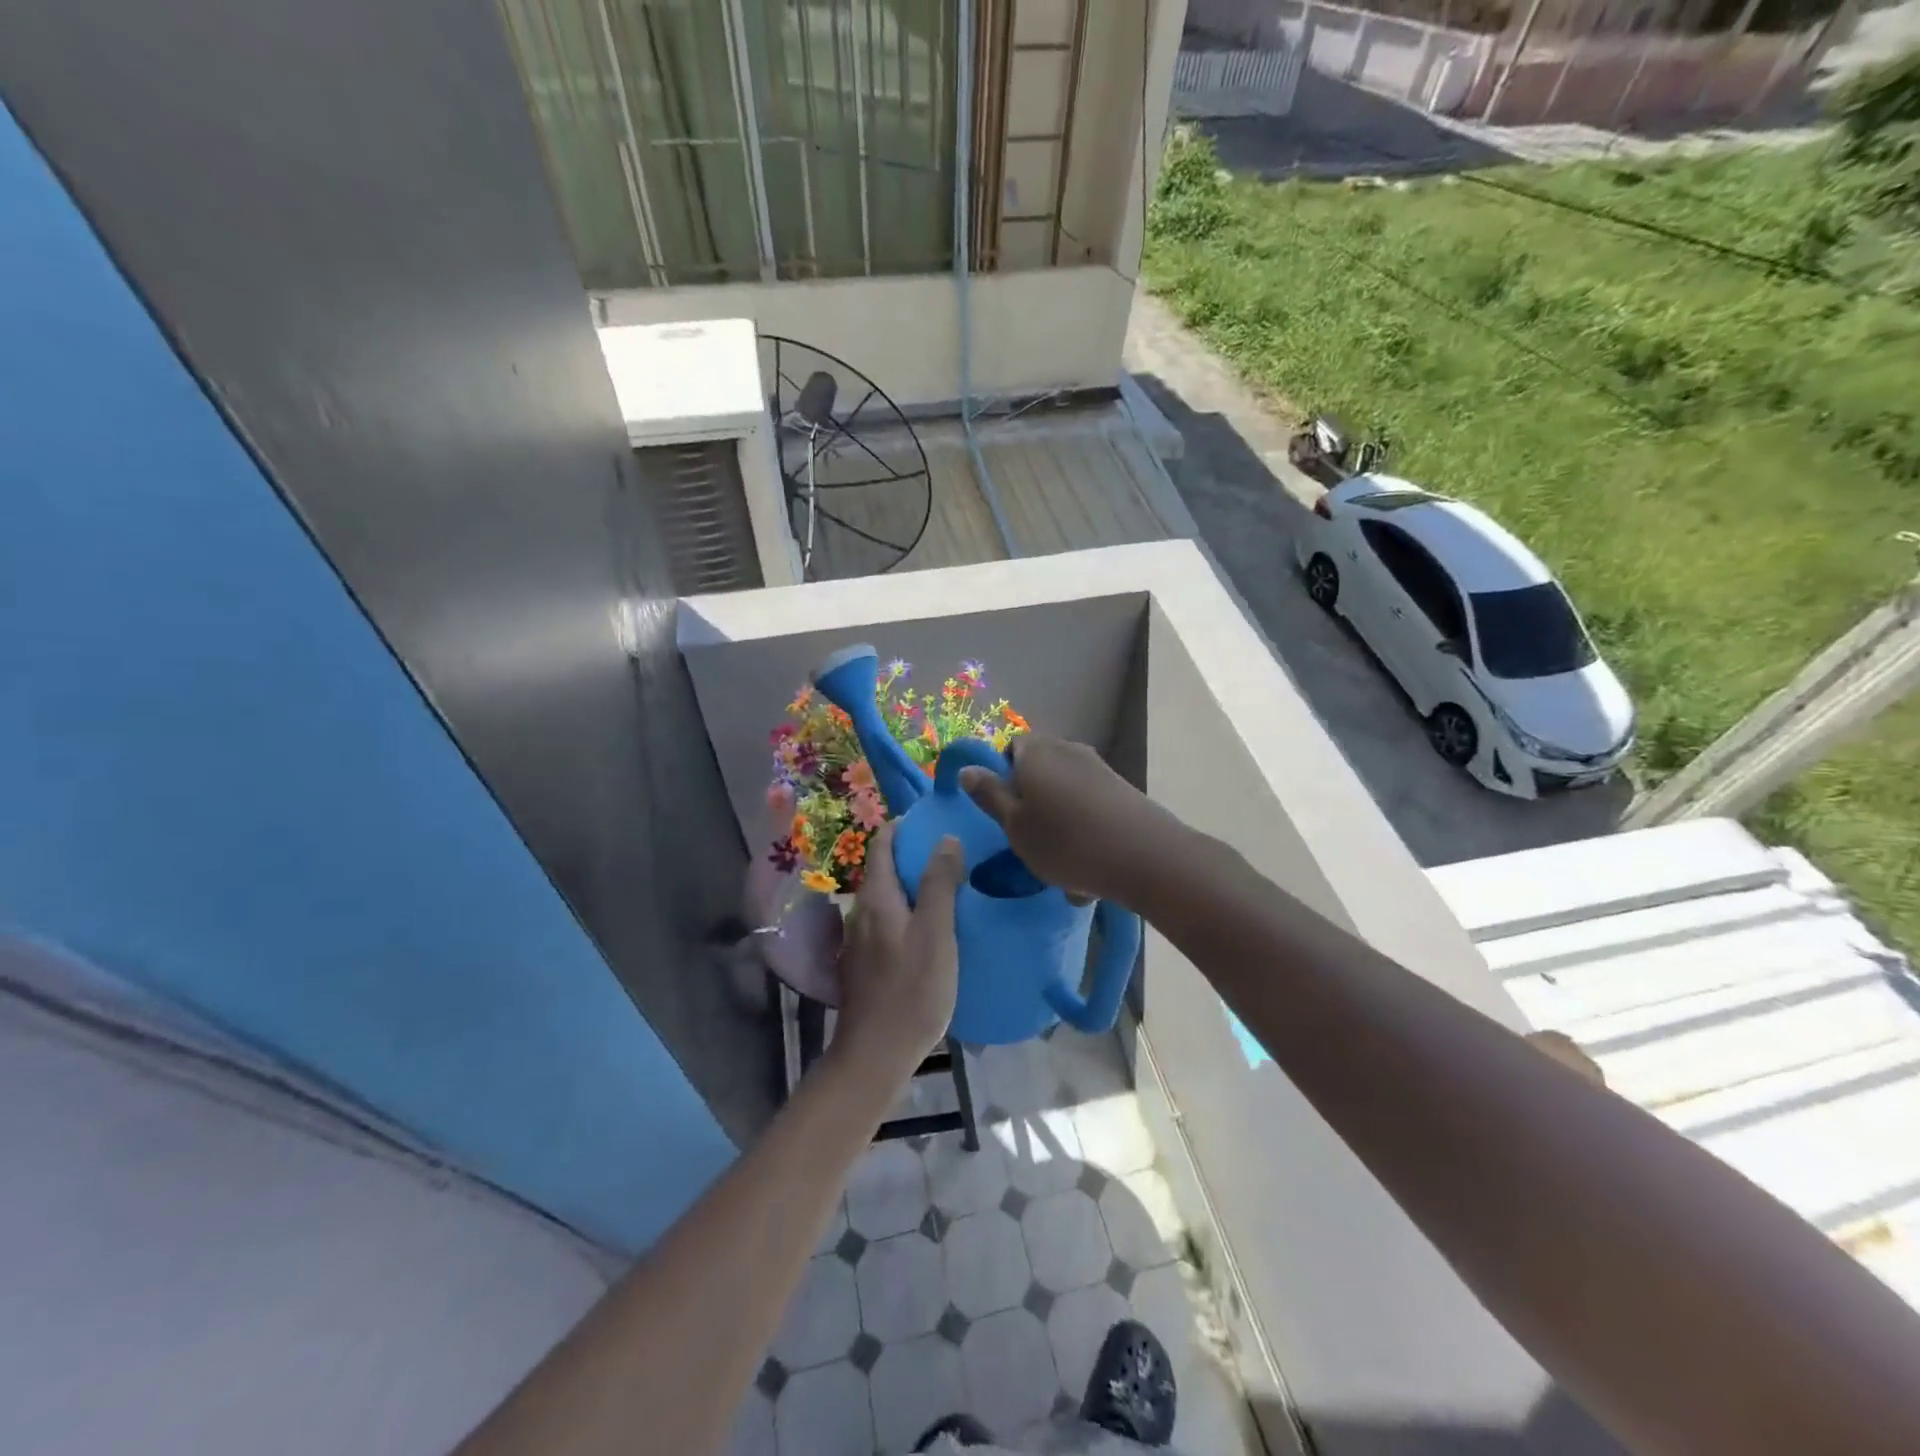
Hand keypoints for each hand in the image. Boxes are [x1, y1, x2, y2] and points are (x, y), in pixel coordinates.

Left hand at [830, 821, 964, 1093]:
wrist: (876, 1055)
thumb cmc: (911, 990)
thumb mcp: (936, 933)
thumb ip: (940, 884)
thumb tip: (945, 838)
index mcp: (876, 898)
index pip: (881, 845)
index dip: (903, 827)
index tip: (932, 819)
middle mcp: (860, 912)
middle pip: (882, 870)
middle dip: (911, 855)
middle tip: (950, 852)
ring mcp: (858, 940)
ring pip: (885, 898)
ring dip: (910, 886)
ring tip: (945, 888)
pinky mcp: (864, 964)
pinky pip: (886, 922)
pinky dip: (906, 912)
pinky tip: (929, 929)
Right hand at [958, 735, 1173, 905]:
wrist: (1145, 856)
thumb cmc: (1066, 842)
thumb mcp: (1015, 825)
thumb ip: (990, 795)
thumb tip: (967, 768)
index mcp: (1036, 752)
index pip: (1010, 748)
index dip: (1002, 776)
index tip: (1005, 812)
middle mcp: (1067, 749)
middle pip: (1039, 769)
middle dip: (1032, 800)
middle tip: (1029, 839)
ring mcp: (1098, 767)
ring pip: (1064, 791)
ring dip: (1058, 819)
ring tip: (1060, 861)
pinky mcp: (1121, 788)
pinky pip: (1089, 805)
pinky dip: (1083, 827)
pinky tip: (1087, 862)